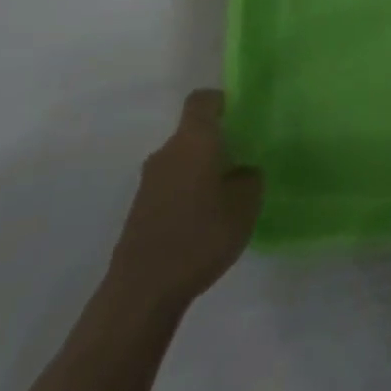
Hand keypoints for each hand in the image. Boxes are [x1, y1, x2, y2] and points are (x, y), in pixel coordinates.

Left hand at [107, 90, 262, 309]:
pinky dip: (190, 192)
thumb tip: (241, 171)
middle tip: (247, 159)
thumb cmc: (201, 235)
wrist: (144, 289)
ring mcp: (149, 183)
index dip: (222, 101)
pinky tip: (208, 219)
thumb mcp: (245, 203)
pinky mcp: (141, 210)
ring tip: (230, 193)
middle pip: (193, 133)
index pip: (201, 101)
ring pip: (183, 161)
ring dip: (204, 169)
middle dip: (219, 142)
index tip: (242, 114)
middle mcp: (166, 154)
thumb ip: (249, 177)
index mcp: (192, 142)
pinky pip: (173, 186)